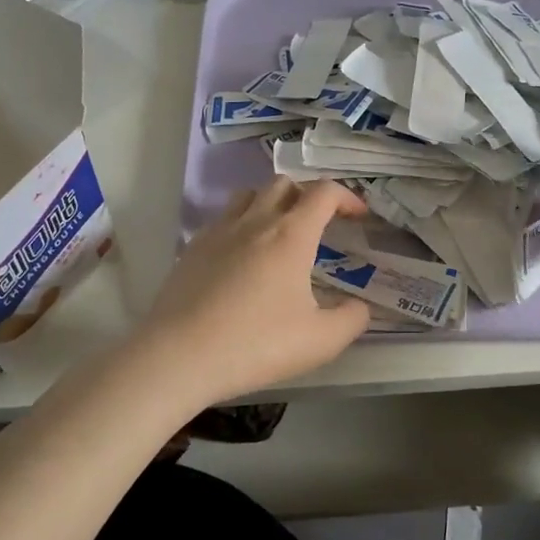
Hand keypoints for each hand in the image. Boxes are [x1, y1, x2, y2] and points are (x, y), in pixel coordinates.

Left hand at [131, 177, 370, 405]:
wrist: (179, 356)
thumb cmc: (256, 345)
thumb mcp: (320, 341)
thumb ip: (351, 319)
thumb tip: (360, 307)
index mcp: (291, 235)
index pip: (324, 193)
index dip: (347, 197)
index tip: (358, 216)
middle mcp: (255, 221)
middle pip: (285, 184)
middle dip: (309, 196)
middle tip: (320, 224)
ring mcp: (219, 231)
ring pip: (250, 194)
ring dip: (272, 203)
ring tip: (280, 233)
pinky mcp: (193, 248)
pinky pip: (223, 219)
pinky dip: (242, 224)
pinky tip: (242, 257)